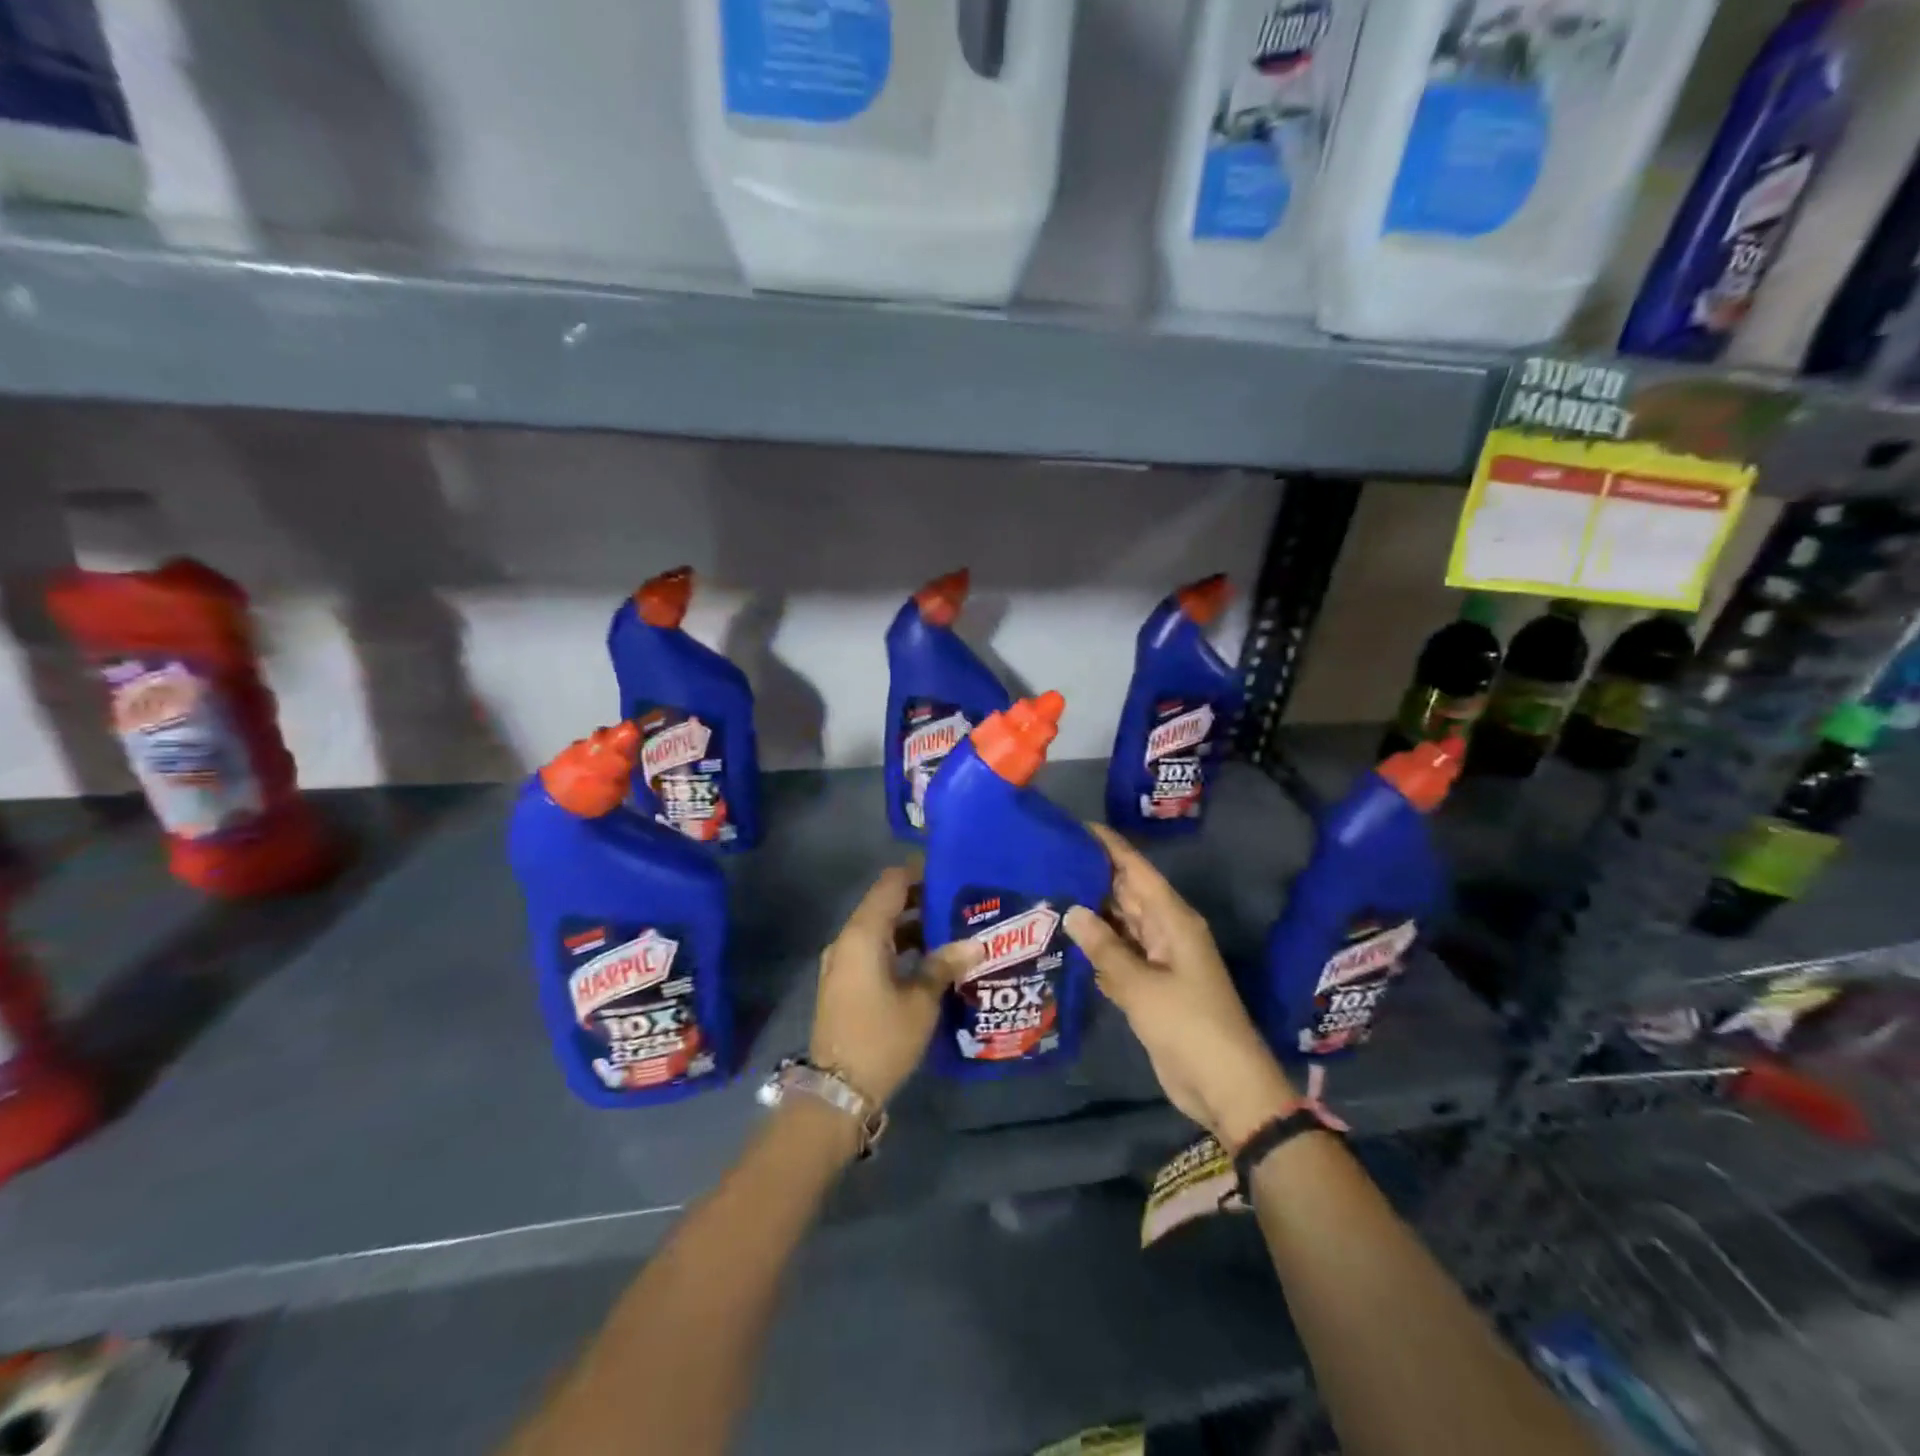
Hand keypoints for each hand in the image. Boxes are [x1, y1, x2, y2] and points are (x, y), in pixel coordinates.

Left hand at [810, 864, 981, 1107]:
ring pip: (880, 929)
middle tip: (960, 903)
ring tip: (952, 930)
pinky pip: (873, 950)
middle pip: (885, 904)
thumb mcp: (921, 1001)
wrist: (837, 1092)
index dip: (919, 872)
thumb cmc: (882, 1039)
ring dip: (912, 926)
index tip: (951, 873)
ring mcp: (842, 962)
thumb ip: (945, 965)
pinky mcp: (844, 983)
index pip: (891, 883)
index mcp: (863, 935)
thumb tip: (975, 943)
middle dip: (921, 900)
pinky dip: (899, 947)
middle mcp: (847, 940)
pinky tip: (930, 959)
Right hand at [1065, 825, 1297, 1149]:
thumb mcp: (1140, 986)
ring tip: (1047, 894)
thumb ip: (1104, 948)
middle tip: (1047, 862)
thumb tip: (1072, 910)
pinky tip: (1065, 941)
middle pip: (1126, 894)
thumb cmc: (1188, 1025)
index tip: (1075, 827)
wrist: (1224, 1085)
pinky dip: (1096, 948)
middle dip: (1092, 877)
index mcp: (1173, 920)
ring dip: (1091, 913)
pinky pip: (1119, 955)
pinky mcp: (1150, 986)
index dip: (1109, 847)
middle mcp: (1165, 931)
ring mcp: (1158, 960)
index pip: (1136, 870)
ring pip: (1120, 925)